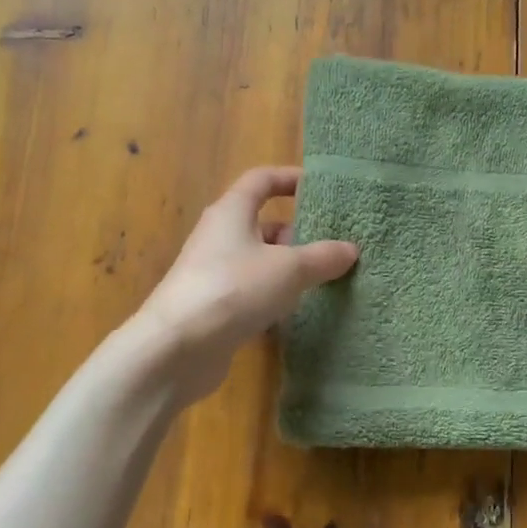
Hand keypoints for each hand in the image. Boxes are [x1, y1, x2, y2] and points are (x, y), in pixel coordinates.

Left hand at [130, 167, 357, 403]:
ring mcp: (214, 273)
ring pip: (259, 260)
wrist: (176, 349)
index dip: (290, 178)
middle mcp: (219, 236)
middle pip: (263, 223)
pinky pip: (252, 291)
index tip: (321, 189)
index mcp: (232, 212)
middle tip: (334, 245)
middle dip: (298, 232)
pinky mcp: (214, 307)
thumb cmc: (234, 289)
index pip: (261, 180)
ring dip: (288, 267)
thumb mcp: (289, 269)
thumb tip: (350, 249)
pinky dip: (274, 296)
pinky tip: (297, 312)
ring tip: (324, 279)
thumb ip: (323, 257)